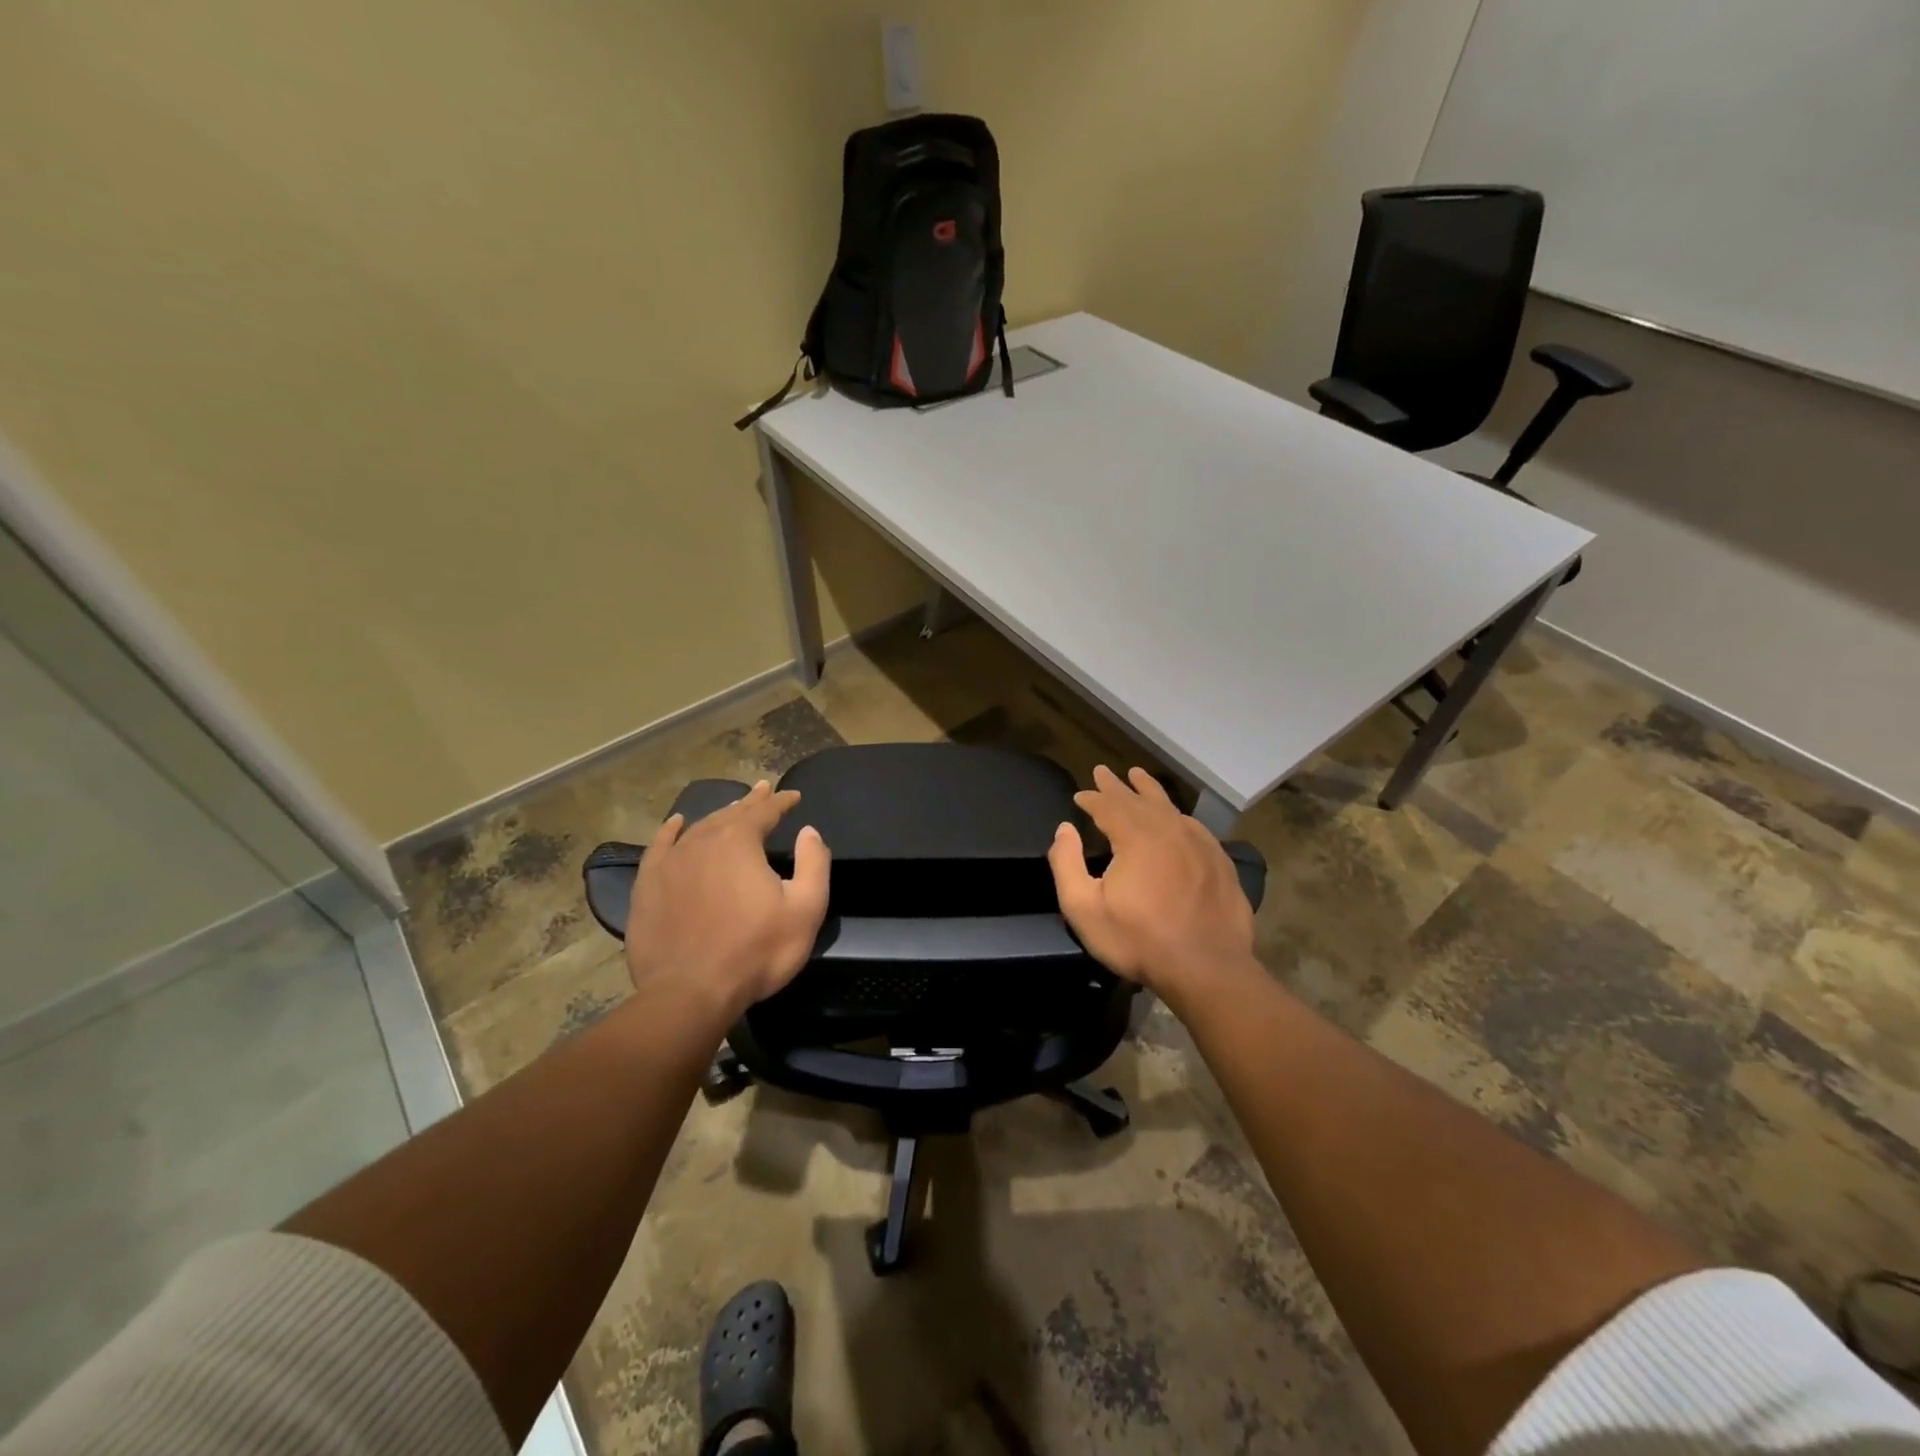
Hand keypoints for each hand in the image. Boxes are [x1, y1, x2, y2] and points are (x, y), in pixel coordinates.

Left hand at [625, 781, 830, 1021]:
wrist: (689, 993)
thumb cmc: (755, 951)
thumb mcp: (805, 910)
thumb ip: (813, 864)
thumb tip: (809, 831)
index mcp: (740, 842)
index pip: (765, 811)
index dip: (782, 801)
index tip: (795, 796)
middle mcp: (702, 841)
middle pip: (731, 813)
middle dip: (752, 801)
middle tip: (765, 790)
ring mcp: (670, 862)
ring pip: (699, 827)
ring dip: (720, 815)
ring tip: (733, 808)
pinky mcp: (648, 885)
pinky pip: (660, 846)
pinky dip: (671, 831)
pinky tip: (677, 824)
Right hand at [1047, 765, 1257, 1000]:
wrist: (1207, 968)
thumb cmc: (1139, 940)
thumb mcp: (1084, 908)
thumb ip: (1067, 864)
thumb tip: (1064, 830)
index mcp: (1136, 836)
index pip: (1108, 806)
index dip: (1091, 798)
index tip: (1079, 794)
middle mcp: (1169, 829)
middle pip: (1138, 799)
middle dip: (1117, 786)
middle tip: (1103, 771)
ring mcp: (1199, 844)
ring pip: (1169, 807)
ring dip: (1149, 790)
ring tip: (1138, 775)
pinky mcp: (1219, 862)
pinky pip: (1193, 826)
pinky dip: (1177, 814)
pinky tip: (1176, 817)